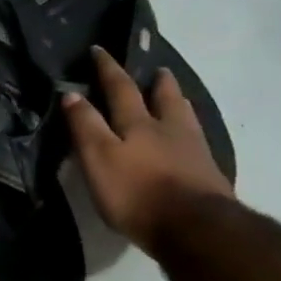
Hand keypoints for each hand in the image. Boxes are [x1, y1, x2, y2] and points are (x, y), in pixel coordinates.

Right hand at [63, 46, 232, 253]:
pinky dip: (190, 130)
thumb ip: (85, 126)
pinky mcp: (208, 174)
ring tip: (175, 94)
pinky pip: (197, 141)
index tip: (99, 50)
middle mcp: (168, 129)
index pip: (120, 89)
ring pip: (184, 116)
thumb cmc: (137, 193)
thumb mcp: (99, 158)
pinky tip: (191, 137)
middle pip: (162, 98)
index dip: (107, 69)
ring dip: (176, 101)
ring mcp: (193, 151)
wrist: (196, 229)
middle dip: (154, 82)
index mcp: (137, 124)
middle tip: (157, 69)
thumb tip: (71, 94)